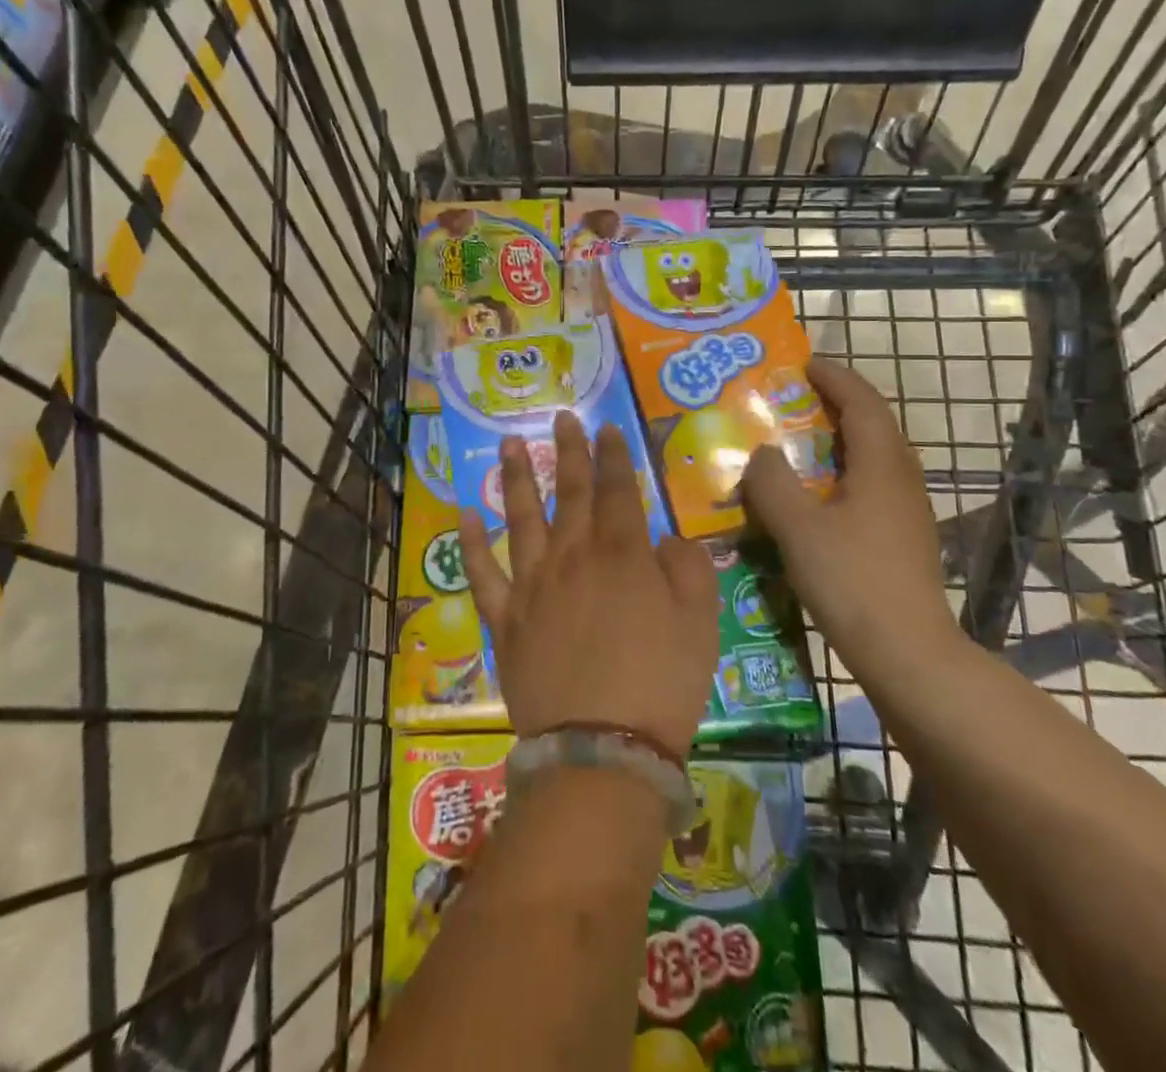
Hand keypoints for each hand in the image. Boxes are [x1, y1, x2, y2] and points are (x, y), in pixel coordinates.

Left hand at [460, 413, 719, 754]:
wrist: (601, 749)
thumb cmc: (662, 684)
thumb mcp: (702, 623)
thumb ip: (688, 567)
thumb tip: (667, 538)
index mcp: (622, 553)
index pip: (617, 489)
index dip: (613, 455)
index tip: (606, 427)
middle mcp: (573, 556)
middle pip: (570, 492)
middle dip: (567, 451)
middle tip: (561, 417)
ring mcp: (533, 585)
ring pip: (522, 518)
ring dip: (516, 478)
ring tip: (508, 444)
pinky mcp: (506, 619)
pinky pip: (482, 573)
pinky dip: (470, 542)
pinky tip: (463, 513)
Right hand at [741, 358, 962, 683]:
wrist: (908, 654)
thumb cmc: (852, 582)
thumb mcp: (797, 529)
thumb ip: (772, 484)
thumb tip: (761, 453)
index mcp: (882, 466)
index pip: (862, 402)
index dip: (834, 377)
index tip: (802, 364)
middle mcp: (902, 479)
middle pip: (873, 424)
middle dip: (836, 403)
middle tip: (793, 399)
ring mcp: (908, 510)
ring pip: (874, 457)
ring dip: (840, 438)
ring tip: (798, 441)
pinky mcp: (904, 537)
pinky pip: (872, 484)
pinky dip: (843, 471)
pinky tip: (816, 495)